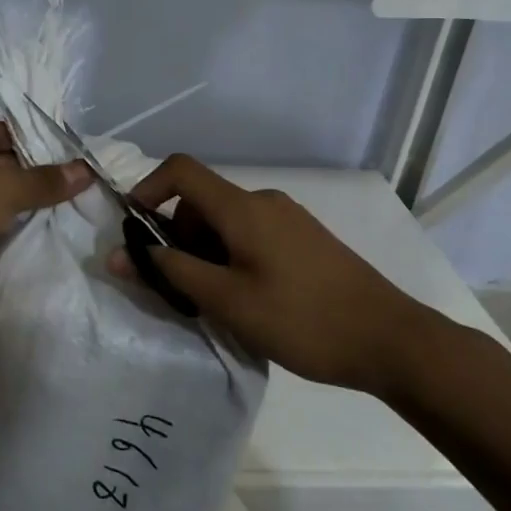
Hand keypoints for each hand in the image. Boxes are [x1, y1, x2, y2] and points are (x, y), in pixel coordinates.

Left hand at [0, 118, 91, 311]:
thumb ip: (44, 181)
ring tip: (50, 213)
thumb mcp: (3, 190)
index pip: (0, 131)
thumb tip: (87, 170)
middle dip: (25, 176)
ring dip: (8, 203)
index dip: (35, 145)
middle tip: (66, 190)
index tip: (67, 163)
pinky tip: (18, 234)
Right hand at [108, 154, 440, 395]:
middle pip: (201, 201)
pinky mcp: (305, 239)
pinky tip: (249, 300)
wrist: (392, 341)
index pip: (180, 169)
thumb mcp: (228, 301)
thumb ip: (171, 272)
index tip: (133, 230)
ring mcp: (289, 218)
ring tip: (218, 303)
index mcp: (242, 207)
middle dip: (178, 237)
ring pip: (226, 222)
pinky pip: (252, 234)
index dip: (147, 189)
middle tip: (180, 288)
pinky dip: (233, 256)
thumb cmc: (302, 320)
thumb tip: (118, 253)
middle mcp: (264, 201)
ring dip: (206, 252)